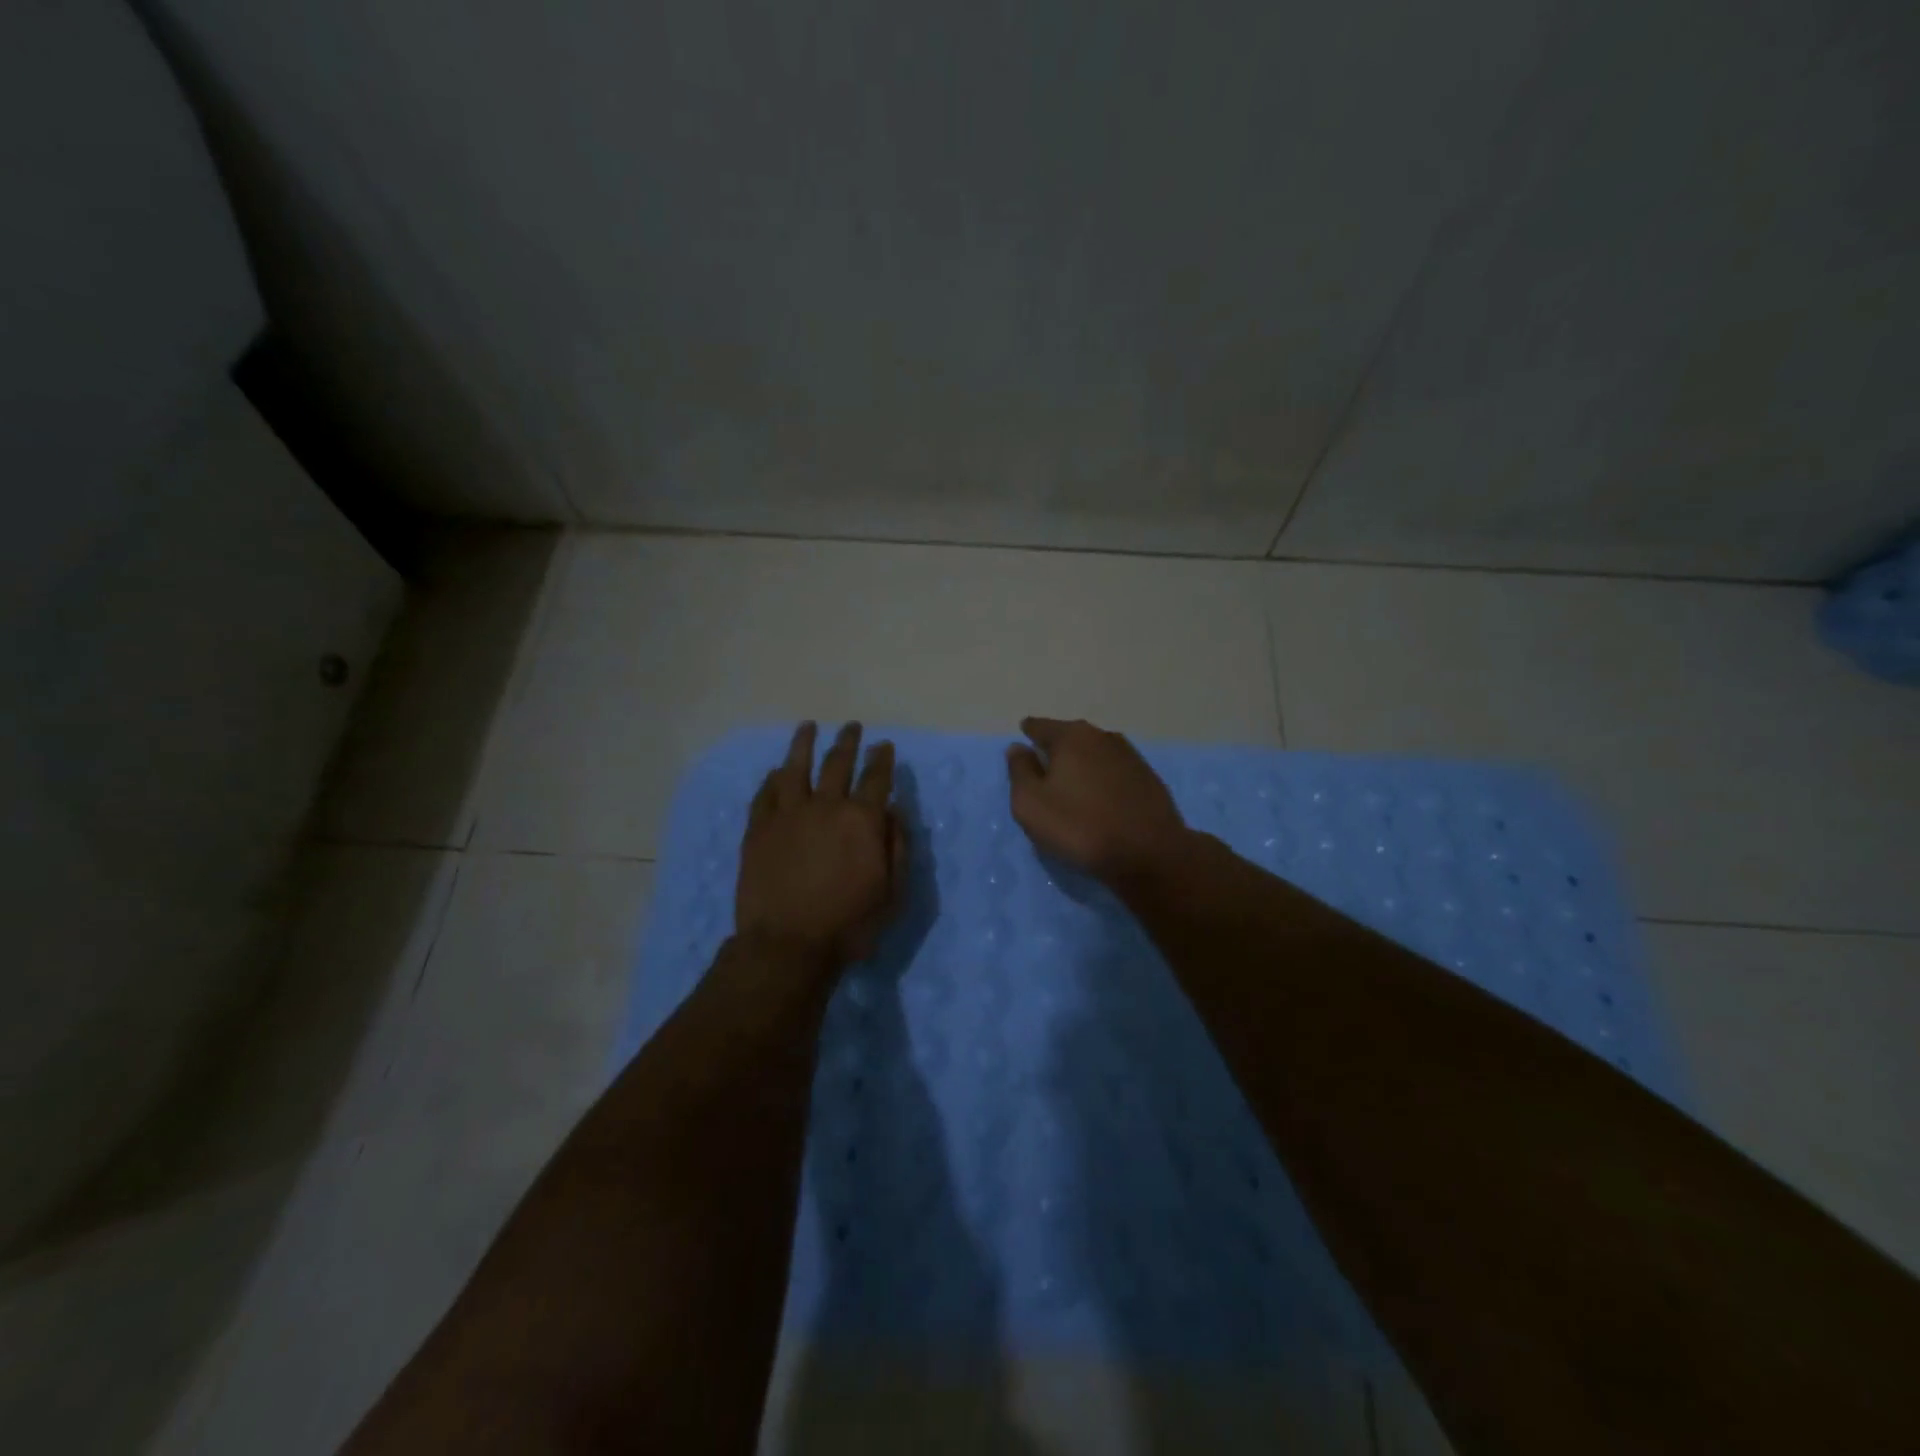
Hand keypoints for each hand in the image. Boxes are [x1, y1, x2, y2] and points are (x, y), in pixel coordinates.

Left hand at [736, 721, 902, 970]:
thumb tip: (894, 812)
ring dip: (803, 744)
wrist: (788, 945)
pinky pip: (765, 794)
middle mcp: (825, 806)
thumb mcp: (892, 893)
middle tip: (852, 727)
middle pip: (837, 763)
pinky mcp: (758, 829)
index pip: (876, 778)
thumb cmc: (849, 924)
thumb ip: (897, 847)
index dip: (882, 759)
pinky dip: (773, 779)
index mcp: (862, 820)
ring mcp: (787, 815)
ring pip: (795, 767)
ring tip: (808, 727)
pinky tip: (776, 772)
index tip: (884, 745)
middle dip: (848, 742)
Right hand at [1006, 717, 1188, 884]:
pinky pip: (1114, 772)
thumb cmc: (1079, 826)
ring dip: (1082, 764)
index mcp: (1071, 737)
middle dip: (1056, 748)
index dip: (1028, 733)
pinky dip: (1103, 779)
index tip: (1023, 741)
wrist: (1148, 853)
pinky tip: (1100, 797)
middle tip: (1044, 767)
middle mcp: (1102, 736)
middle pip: (1070, 737)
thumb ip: (1020, 771)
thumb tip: (1018, 748)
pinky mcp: (1148, 778)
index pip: (1040, 726)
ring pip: (1095, 753)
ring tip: (1072, 784)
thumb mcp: (1031, 803)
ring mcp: (1130, 756)